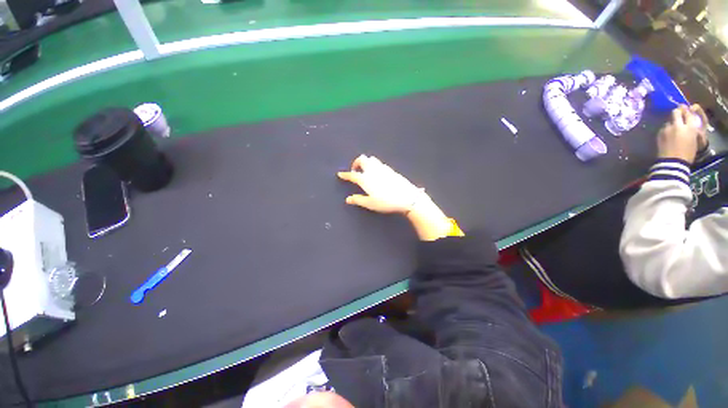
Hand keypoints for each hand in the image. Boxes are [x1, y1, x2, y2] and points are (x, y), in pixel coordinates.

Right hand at [337, 155, 425, 213]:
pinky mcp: (391, 169)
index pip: (352, 175)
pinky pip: (379, 163)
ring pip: (372, 159)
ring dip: (366, 162)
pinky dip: (375, 165)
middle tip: (356, 171)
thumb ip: (358, 200)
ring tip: (366, 171)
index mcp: (365, 179)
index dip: (345, 174)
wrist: (407, 197)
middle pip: (362, 159)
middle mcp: (373, 170)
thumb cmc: (386, 202)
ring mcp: (383, 168)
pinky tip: (378, 173)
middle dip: (356, 163)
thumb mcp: (370, 203)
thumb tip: (348, 199)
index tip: (340, 174)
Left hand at [657, 105, 707, 163]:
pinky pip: (663, 128)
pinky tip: (667, 135)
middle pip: (676, 112)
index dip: (686, 111)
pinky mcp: (659, 133)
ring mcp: (667, 129)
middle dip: (677, 112)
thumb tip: (689, 124)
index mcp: (690, 127)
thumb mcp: (695, 140)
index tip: (686, 110)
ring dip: (671, 123)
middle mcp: (678, 125)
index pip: (688, 113)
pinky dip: (666, 129)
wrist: (673, 162)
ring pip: (668, 120)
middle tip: (678, 115)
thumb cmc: (687, 154)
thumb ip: (692, 130)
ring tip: (673, 129)